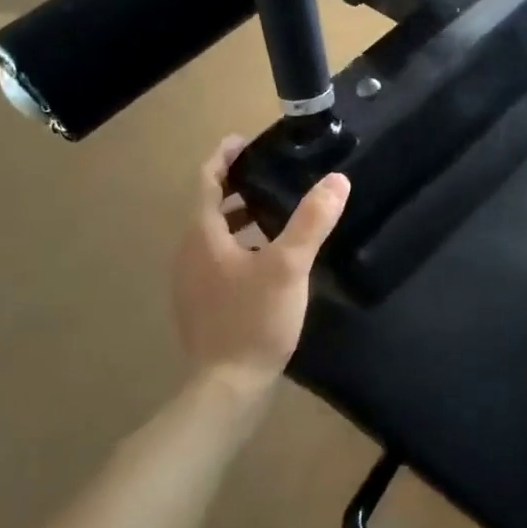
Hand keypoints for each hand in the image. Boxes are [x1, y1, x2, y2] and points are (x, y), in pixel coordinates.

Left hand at [173, 136, 349, 393]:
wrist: (227, 386)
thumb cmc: (254, 319)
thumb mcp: (289, 266)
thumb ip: (312, 221)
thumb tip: (337, 180)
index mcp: (202, 235)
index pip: (206, 181)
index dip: (223, 157)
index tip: (244, 141)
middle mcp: (188, 253)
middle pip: (206, 206)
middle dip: (233, 186)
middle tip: (268, 174)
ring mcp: (191, 281)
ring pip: (211, 235)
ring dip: (236, 218)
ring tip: (272, 212)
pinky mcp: (201, 304)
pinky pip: (216, 259)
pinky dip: (236, 245)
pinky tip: (266, 260)